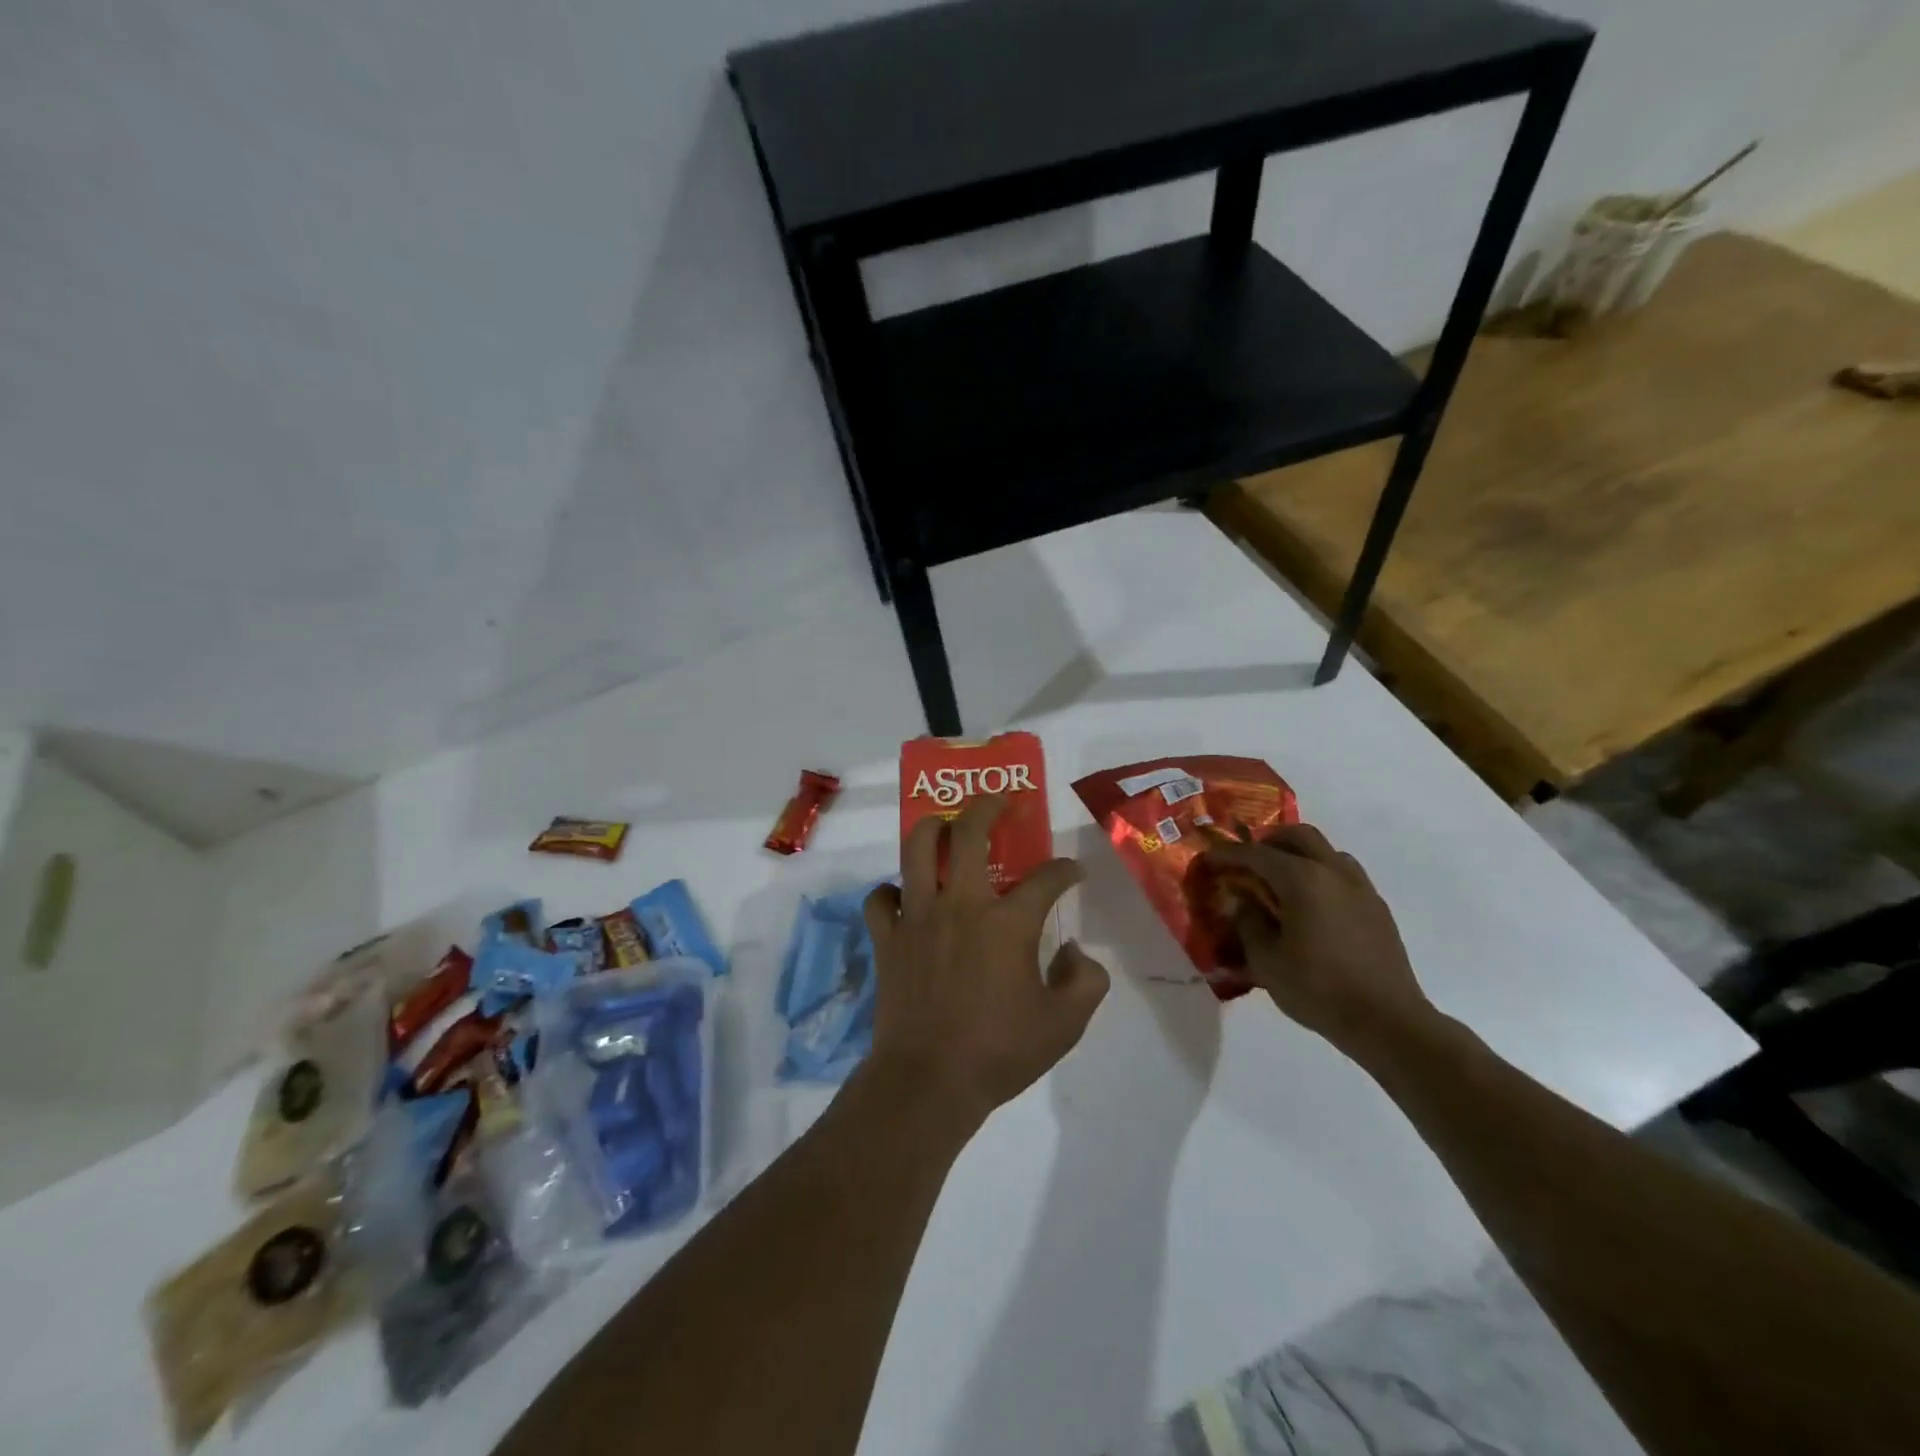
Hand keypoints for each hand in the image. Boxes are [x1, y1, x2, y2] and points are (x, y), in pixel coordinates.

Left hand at [861, 795, 1109, 1128]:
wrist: (928, 1082)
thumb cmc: (999, 1053)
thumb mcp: (1064, 1025)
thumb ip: (1085, 981)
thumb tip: (1075, 952)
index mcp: (1008, 923)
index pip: (1046, 879)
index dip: (1066, 870)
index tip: (1073, 872)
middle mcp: (960, 905)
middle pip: (968, 834)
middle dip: (987, 807)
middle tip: (999, 799)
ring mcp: (917, 917)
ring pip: (916, 849)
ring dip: (932, 828)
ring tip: (944, 824)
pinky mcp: (887, 938)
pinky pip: (880, 898)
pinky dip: (890, 891)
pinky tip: (903, 896)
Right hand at [1203, 824, 1434, 1061]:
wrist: (1387, 1021)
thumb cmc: (1318, 989)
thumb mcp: (1266, 961)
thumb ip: (1249, 923)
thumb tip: (1246, 904)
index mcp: (1302, 879)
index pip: (1256, 853)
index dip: (1228, 854)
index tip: (1209, 859)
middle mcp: (1333, 872)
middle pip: (1298, 835)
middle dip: (1268, 841)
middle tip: (1248, 861)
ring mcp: (1360, 887)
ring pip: (1325, 851)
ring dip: (1299, 855)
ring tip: (1280, 881)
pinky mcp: (1377, 907)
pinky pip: (1343, 874)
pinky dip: (1321, 875)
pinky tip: (1311, 905)